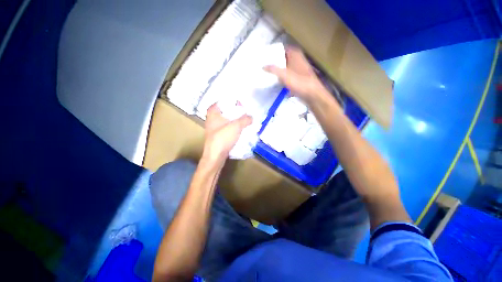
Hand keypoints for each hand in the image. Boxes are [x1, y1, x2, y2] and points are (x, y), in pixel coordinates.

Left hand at [202, 104, 251, 163]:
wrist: (215, 156)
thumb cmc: (223, 138)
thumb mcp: (236, 126)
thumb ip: (245, 119)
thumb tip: (251, 117)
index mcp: (213, 113)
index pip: (222, 101)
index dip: (231, 101)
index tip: (240, 104)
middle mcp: (212, 119)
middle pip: (225, 111)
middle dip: (235, 112)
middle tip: (245, 112)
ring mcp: (214, 129)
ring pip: (227, 121)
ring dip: (235, 121)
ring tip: (245, 121)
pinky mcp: (218, 136)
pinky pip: (227, 129)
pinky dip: (234, 128)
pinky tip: (241, 130)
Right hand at [264, 46, 327, 103]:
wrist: (311, 94)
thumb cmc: (299, 82)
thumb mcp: (284, 75)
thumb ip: (272, 69)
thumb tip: (262, 66)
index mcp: (295, 54)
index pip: (281, 49)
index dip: (273, 52)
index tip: (263, 56)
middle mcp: (297, 60)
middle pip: (283, 59)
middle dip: (274, 62)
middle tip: (263, 66)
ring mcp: (298, 70)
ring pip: (285, 68)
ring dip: (278, 72)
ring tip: (267, 74)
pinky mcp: (298, 79)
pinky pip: (287, 77)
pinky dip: (282, 79)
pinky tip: (276, 83)